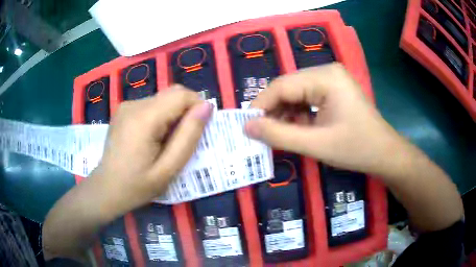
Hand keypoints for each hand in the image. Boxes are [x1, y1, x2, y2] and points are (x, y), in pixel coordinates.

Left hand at [93, 85, 212, 215]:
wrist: (106, 189)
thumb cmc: (137, 186)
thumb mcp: (168, 168)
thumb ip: (189, 136)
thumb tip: (206, 107)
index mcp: (144, 118)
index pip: (182, 95)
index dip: (197, 108)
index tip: (198, 131)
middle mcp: (134, 104)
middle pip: (172, 94)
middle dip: (185, 112)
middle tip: (182, 140)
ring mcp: (126, 105)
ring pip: (162, 99)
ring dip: (172, 116)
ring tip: (165, 143)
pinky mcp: (123, 110)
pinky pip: (151, 105)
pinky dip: (160, 117)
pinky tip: (152, 139)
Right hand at [244, 63, 405, 175]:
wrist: (384, 154)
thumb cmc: (356, 149)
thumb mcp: (316, 145)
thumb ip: (279, 135)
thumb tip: (247, 127)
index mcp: (325, 77)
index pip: (282, 85)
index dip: (261, 106)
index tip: (247, 127)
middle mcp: (327, 71)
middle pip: (288, 88)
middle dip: (274, 111)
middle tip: (262, 134)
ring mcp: (331, 80)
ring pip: (296, 94)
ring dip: (285, 114)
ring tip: (281, 135)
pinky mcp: (333, 90)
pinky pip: (307, 98)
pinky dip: (298, 114)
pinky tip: (298, 129)